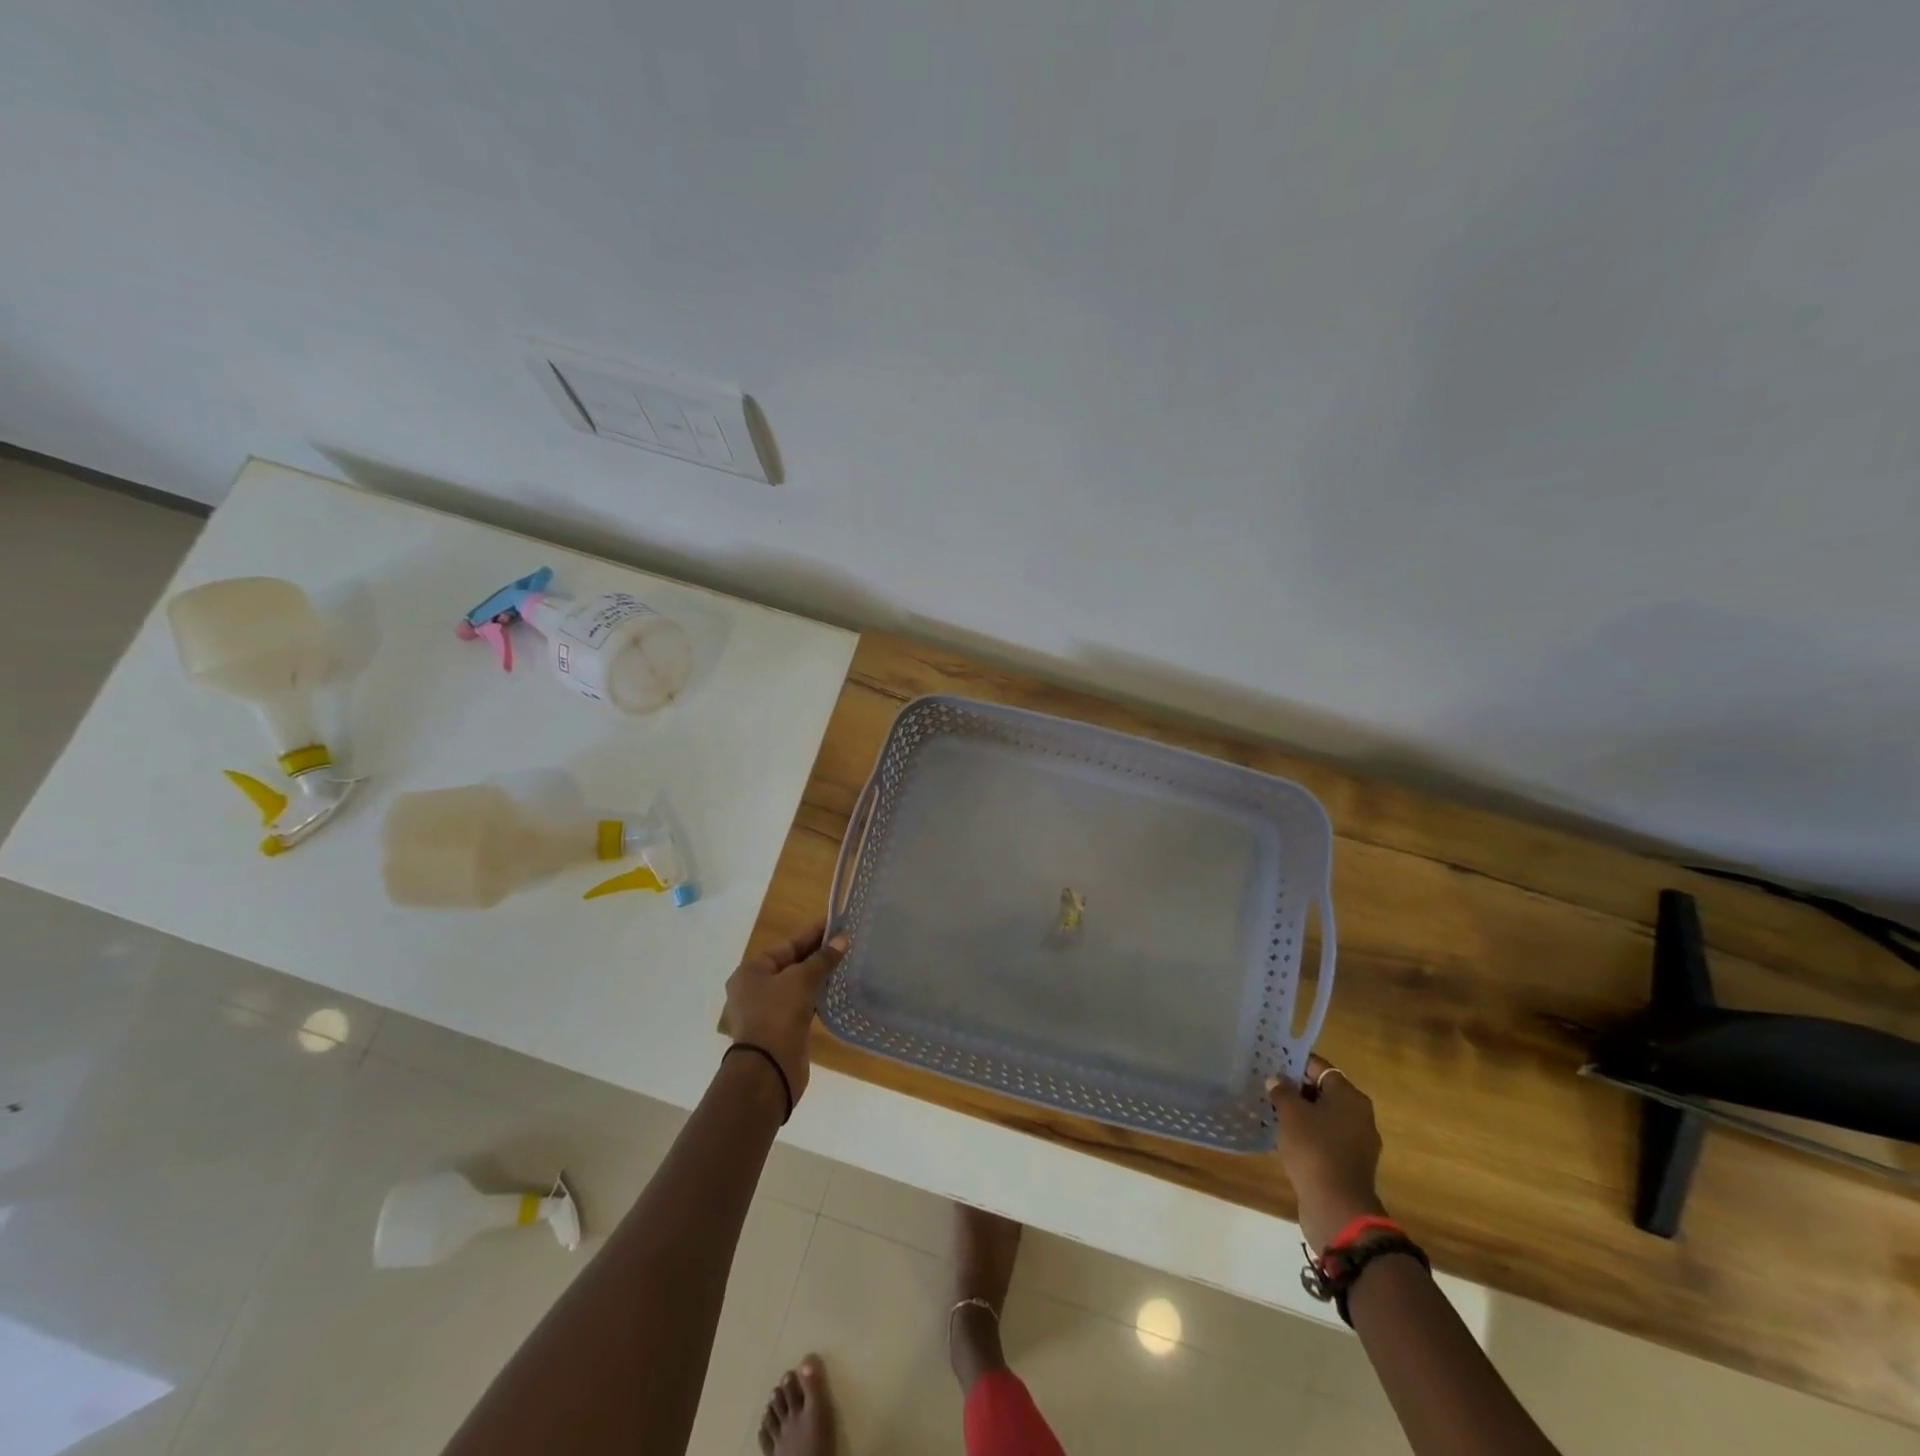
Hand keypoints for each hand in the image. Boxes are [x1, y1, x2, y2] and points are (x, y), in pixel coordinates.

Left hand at [722, 921, 847, 1105]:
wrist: (768, 1069)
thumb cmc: (777, 1014)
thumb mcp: (800, 980)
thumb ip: (822, 959)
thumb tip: (843, 940)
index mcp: (751, 970)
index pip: (787, 945)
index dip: (813, 934)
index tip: (837, 924)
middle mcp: (755, 988)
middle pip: (791, 963)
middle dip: (818, 954)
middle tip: (846, 942)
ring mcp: (767, 1010)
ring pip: (797, 985)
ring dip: (819, 975)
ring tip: (846, 962)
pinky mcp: (781, 1028)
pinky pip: (801, 1004)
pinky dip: (817, 995)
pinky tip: (836, 989)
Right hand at [1268, 1054, 1385, 1251]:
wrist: (1337, 1208)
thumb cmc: (1314, 1149)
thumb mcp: (1291, 1113)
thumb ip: (1282, 1091)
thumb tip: (1277, 1080)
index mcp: (1350, 1097)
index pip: (1321, 1068)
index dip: (1296, 1063)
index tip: (1273, 1064)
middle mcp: (1360, 1116)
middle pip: (1325, 1091)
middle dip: (1298, 1089)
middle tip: (1270, 1088)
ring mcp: (1358, 1142)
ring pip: (1325, 1117)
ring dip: (1303, 1114)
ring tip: (1274, 1112)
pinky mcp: (1351, 1164)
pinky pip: (1328, 1139)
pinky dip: (1310, 1135)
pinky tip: (1287, 1138)